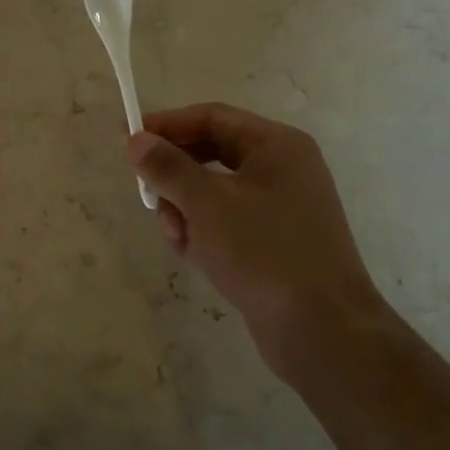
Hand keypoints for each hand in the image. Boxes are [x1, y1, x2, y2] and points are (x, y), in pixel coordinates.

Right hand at [126, 103, 384, 386]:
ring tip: (177, 236)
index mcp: (276, 146)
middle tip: (147, 195)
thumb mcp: (206, 203)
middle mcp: (281, 169)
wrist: (322, 331)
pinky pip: (225, 221)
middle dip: (175, 175)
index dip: (166, 125)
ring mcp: (279, 207)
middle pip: (210, 153)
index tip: (127, 139)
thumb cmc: (264, 252)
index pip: (210, 118)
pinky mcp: (273, 242)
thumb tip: (136, 139)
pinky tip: (194, 254)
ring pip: (213, 191)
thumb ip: (167, 166)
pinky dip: (203, 232)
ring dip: (185, 209)